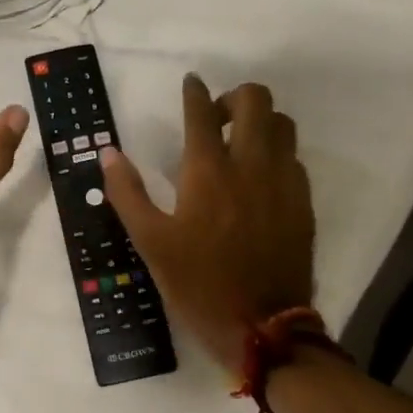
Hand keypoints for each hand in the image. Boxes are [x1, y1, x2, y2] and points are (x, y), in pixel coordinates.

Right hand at [101, 74, 314, 376]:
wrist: (263, 329)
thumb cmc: (198, 284)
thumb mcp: (150, 242)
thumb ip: (127, 192)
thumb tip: (109, 152)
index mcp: (208, 171)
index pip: (202, 111)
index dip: (195, 91)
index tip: (191, 83)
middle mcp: (251, 164)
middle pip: (256, 101)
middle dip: (234, 96)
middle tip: (216, 118)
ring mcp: (284, 182)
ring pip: (283, 124)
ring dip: (260, 121)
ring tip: (240, 142)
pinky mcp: (303, 203)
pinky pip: (294, 158)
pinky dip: (277, 153)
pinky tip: (260, 177)